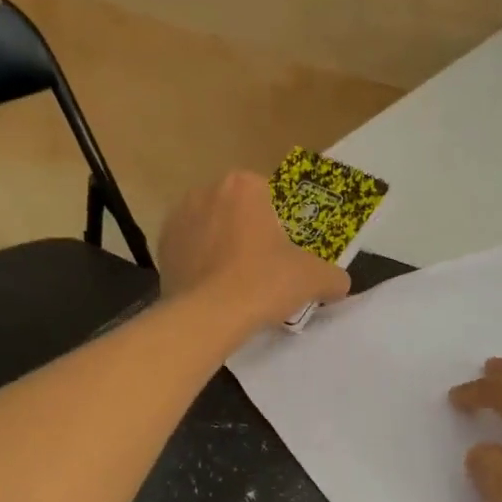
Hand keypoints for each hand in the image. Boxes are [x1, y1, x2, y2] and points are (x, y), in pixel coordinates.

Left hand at [158, 171, 351, 329]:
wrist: (208, 316)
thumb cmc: (264, 282)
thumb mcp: (313, 278)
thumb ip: (333, 276)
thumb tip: (340, 283)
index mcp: (245, 185)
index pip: (270, 193)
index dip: (281, 221)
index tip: (286, 248)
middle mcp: (206, 191)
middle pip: (238, 209)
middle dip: (250, 231)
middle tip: (266, 266)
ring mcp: (178, 218)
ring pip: (211, 229)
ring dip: (223, 247)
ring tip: (238, 282)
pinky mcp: (161, 248)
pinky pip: (190, 251)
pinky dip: (202, 265)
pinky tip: (215, 291)